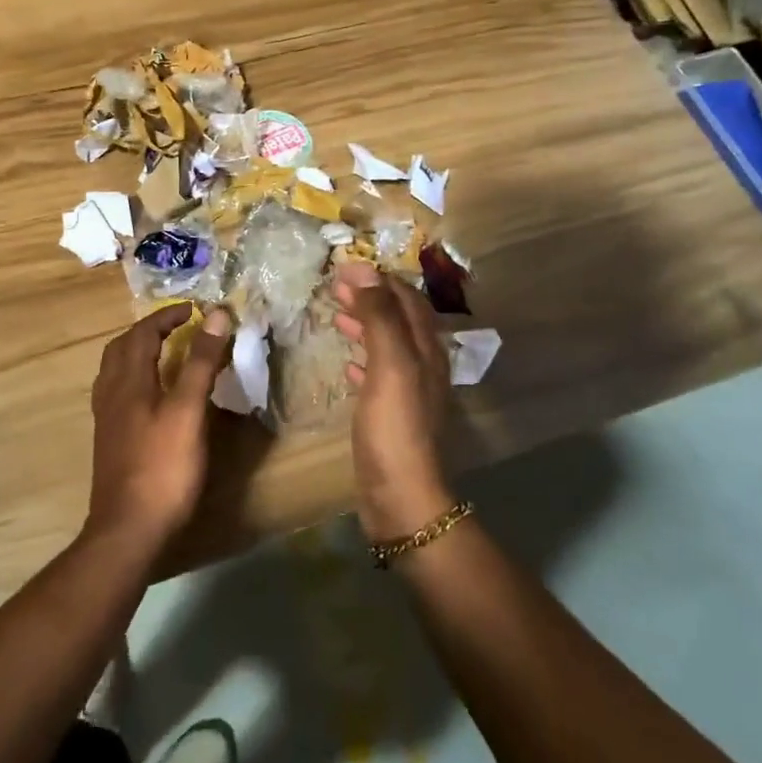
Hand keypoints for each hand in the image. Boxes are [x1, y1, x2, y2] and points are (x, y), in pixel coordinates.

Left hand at [85, 303, 232, 547]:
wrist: (128, 530)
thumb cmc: (163, 467)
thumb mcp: (188, 411)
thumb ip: (200, 362)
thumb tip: (214, 315)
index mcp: (128, 380)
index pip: (143, 332)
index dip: (167, 316)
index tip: (194, 310)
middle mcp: (111, 393)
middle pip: (122, 348)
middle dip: (148, 331)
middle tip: (178, 328)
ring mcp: (107, 419)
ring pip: (116, 371)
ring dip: (138, 353)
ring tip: (165, 354)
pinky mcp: (110, 441)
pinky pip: (118, 393)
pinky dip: (136, 379)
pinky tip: (152, 396)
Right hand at [332, 261, 455, 540]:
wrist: (402, 495)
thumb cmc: (394, 426)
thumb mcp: (389, 364)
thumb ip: (379, 316)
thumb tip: (365, 272)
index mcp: (425, 349)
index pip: (405, 298)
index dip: (378, 279)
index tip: (344, 266)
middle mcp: (423, 365)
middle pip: (398, 319)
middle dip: (370, 297)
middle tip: (336, 285)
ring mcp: (409, 391)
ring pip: (387, 345)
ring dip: (365, 324)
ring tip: (337, 314)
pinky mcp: (393, 414)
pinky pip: (378, 374)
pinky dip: (363, 358)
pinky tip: (347, 362)